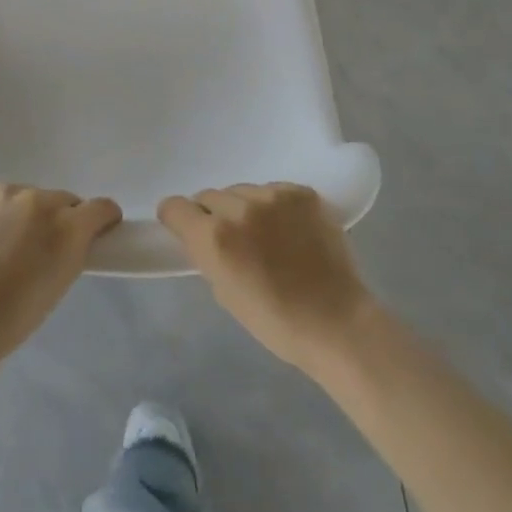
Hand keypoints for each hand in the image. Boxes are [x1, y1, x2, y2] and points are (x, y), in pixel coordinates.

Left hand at [0, 183, 121, 367]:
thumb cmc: (15, 315)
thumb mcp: (61, 282)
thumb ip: (74, 248)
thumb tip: (75, 235)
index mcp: (68, 226)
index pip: (101, 207)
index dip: (101, 220)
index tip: (94, 232)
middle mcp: (39, 200)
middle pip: (62, 200)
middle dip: (58, 219)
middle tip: (39, 247)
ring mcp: (4, 192)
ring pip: (27, 197)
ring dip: (24, 214)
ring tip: (3, 244)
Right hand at [158, 183, 376, 374]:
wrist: (336, 322)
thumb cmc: (275, 321)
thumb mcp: (223, 292)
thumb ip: (206, 255)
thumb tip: (202, 235)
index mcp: (215, 237)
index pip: (175, 206)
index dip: (177, 219)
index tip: (186, 230)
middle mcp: (240, 209)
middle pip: (209, 196)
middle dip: (213, 215)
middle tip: (232, 240)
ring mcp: (274, 196)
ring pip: (241, 191)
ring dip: (243, 208)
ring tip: (264, 234)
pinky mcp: (302, 193)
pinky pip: (272, 190)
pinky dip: (273, 206)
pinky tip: (287, 229)